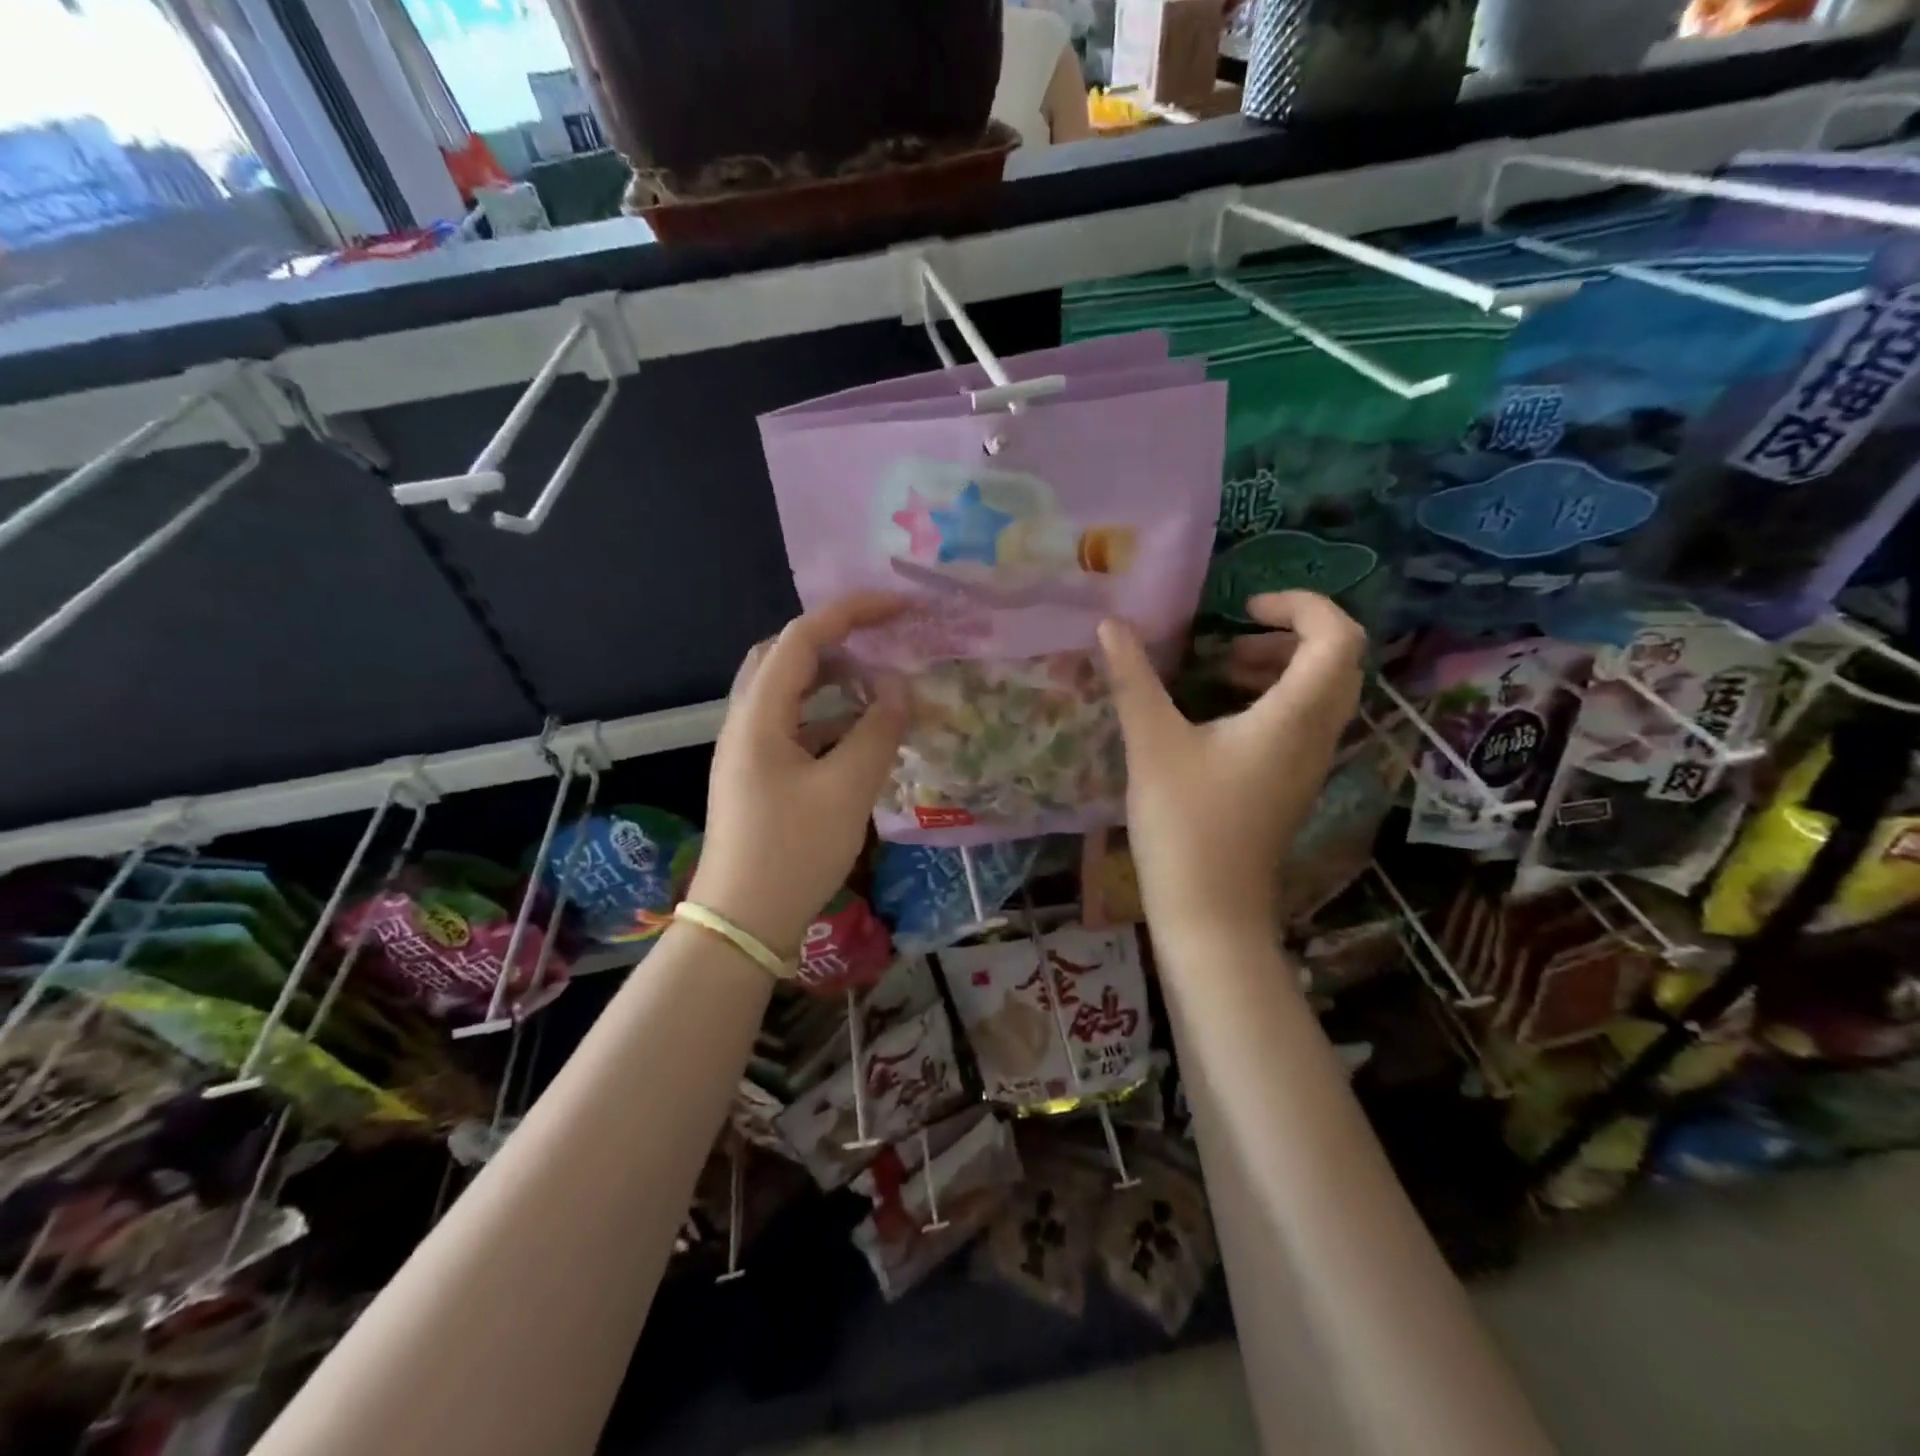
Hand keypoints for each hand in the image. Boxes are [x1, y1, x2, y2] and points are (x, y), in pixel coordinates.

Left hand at [689, 595, 908, 958]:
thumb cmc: (793, 853)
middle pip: (785, 656)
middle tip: (883, 641)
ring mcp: (748, 750)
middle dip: (837, 639)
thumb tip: (898, 688)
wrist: (741, 923)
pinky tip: (861, 733)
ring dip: (833, 679)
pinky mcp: (758, 775)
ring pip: (789, 692)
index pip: (803, 637)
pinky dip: (829, 716)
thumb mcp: (847, 790)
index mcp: (759, 715)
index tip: (901, 607)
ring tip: (879, 683)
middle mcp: (746, 721)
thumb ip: (878, 731)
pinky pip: (794, 726)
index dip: (852, 612)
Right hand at [1099, 592, 1364, 943]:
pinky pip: (1303, 723)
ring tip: (1222, 669)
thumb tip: (1110, 625)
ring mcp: (1309, 764)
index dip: (1301, 606)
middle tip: (1234, 637)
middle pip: (1338, 663)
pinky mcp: (1291, 786)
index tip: (1243, 609)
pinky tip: (1220, 715)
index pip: (1338, 637)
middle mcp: (1317, 735)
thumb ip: (1133, 679)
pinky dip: (1273, 700)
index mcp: (1295, 716)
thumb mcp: (1152, 743)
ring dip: (1280, 668)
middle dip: (1290, 634)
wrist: (1210, 911)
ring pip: (1322, 695)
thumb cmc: (1185, 823)